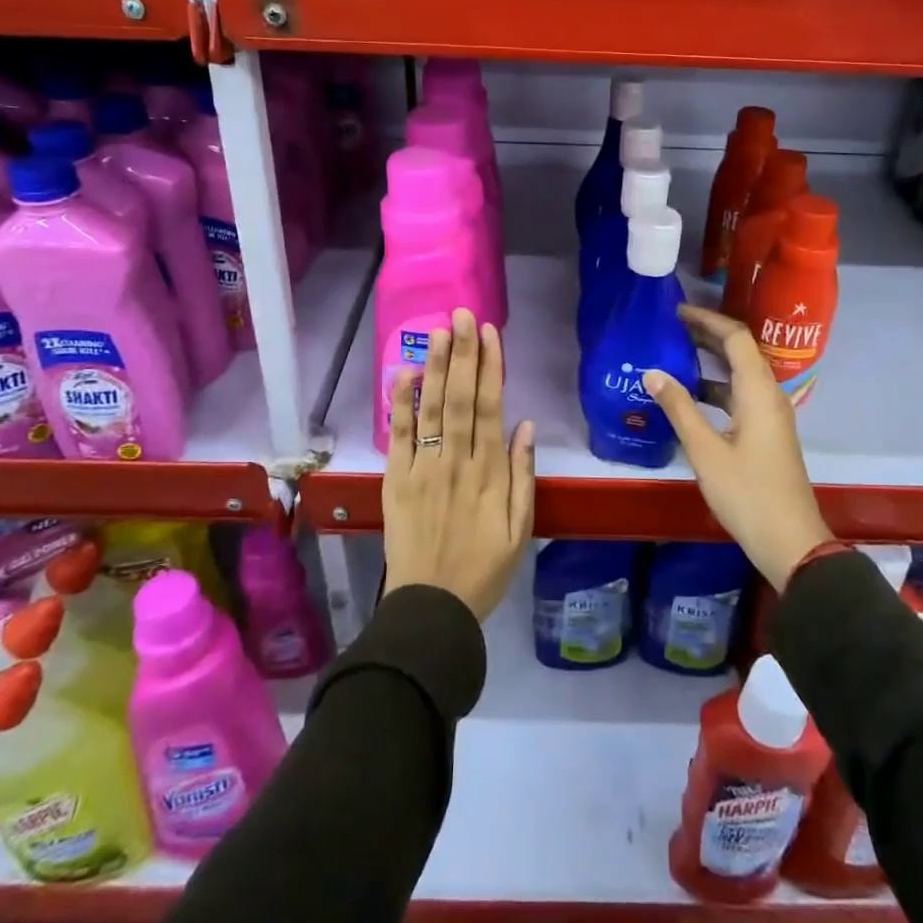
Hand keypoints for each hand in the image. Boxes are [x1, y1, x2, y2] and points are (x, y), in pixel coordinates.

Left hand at [383, 308, 535, 620]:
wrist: (430, 608)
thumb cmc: (483, 570)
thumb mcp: (519, 530)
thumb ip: (524, 476)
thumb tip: (526, 426)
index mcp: (489, 473)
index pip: (490, 407)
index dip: (490, 367)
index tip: (490, 333)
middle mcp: (456, 461)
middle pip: (460, 398)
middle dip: (463, 353)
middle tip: (463, 314)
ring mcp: (423, 469)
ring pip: (431, 409)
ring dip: (436, 367)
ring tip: (439, 331)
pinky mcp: (396, 481)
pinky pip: (398, 436)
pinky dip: (400, 404)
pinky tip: (404, 373)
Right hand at [644, 305, 831, 591]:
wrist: (790, 541)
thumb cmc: (747, 493)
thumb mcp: (705, 450)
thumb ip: (679, 408)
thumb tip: (651, 372)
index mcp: (758, 391)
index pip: (736, 338)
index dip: (707, 320)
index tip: (676, 312)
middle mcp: (768, 395)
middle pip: (740, 351)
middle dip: (707, 335)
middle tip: (670, 327)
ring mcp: (770, 415)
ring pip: (739, 374)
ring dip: (710, 361)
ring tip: (674, 354)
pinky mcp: (766, 433)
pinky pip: (740, 395)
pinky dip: (715, 387)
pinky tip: (689, 396)